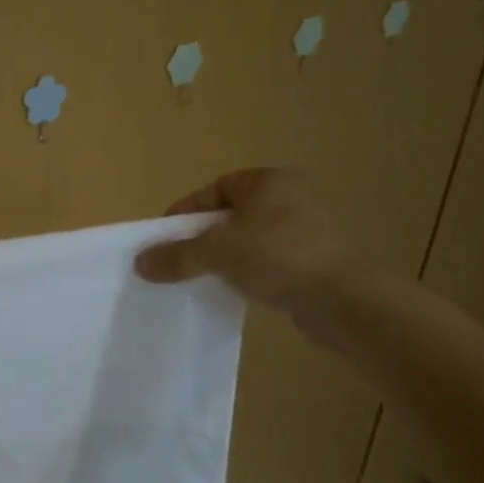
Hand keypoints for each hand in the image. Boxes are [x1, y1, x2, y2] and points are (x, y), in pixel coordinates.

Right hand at [134, 168, 353, 324]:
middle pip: (229, 215)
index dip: (186, 211)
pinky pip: (268, 262)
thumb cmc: (277, 257)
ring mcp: (306, 231)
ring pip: (248, 240)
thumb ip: (176, 255)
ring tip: (202, 277)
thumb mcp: (216, 252)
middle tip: (179, 259)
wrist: (343, 300)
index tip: (165, 237)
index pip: (214, 189)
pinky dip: (248, 272)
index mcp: (267, 182)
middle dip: (202, 237)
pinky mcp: (314, 262)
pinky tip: (235, 290)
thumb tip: (140, 263)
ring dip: (224, 257)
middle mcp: (289, 199)